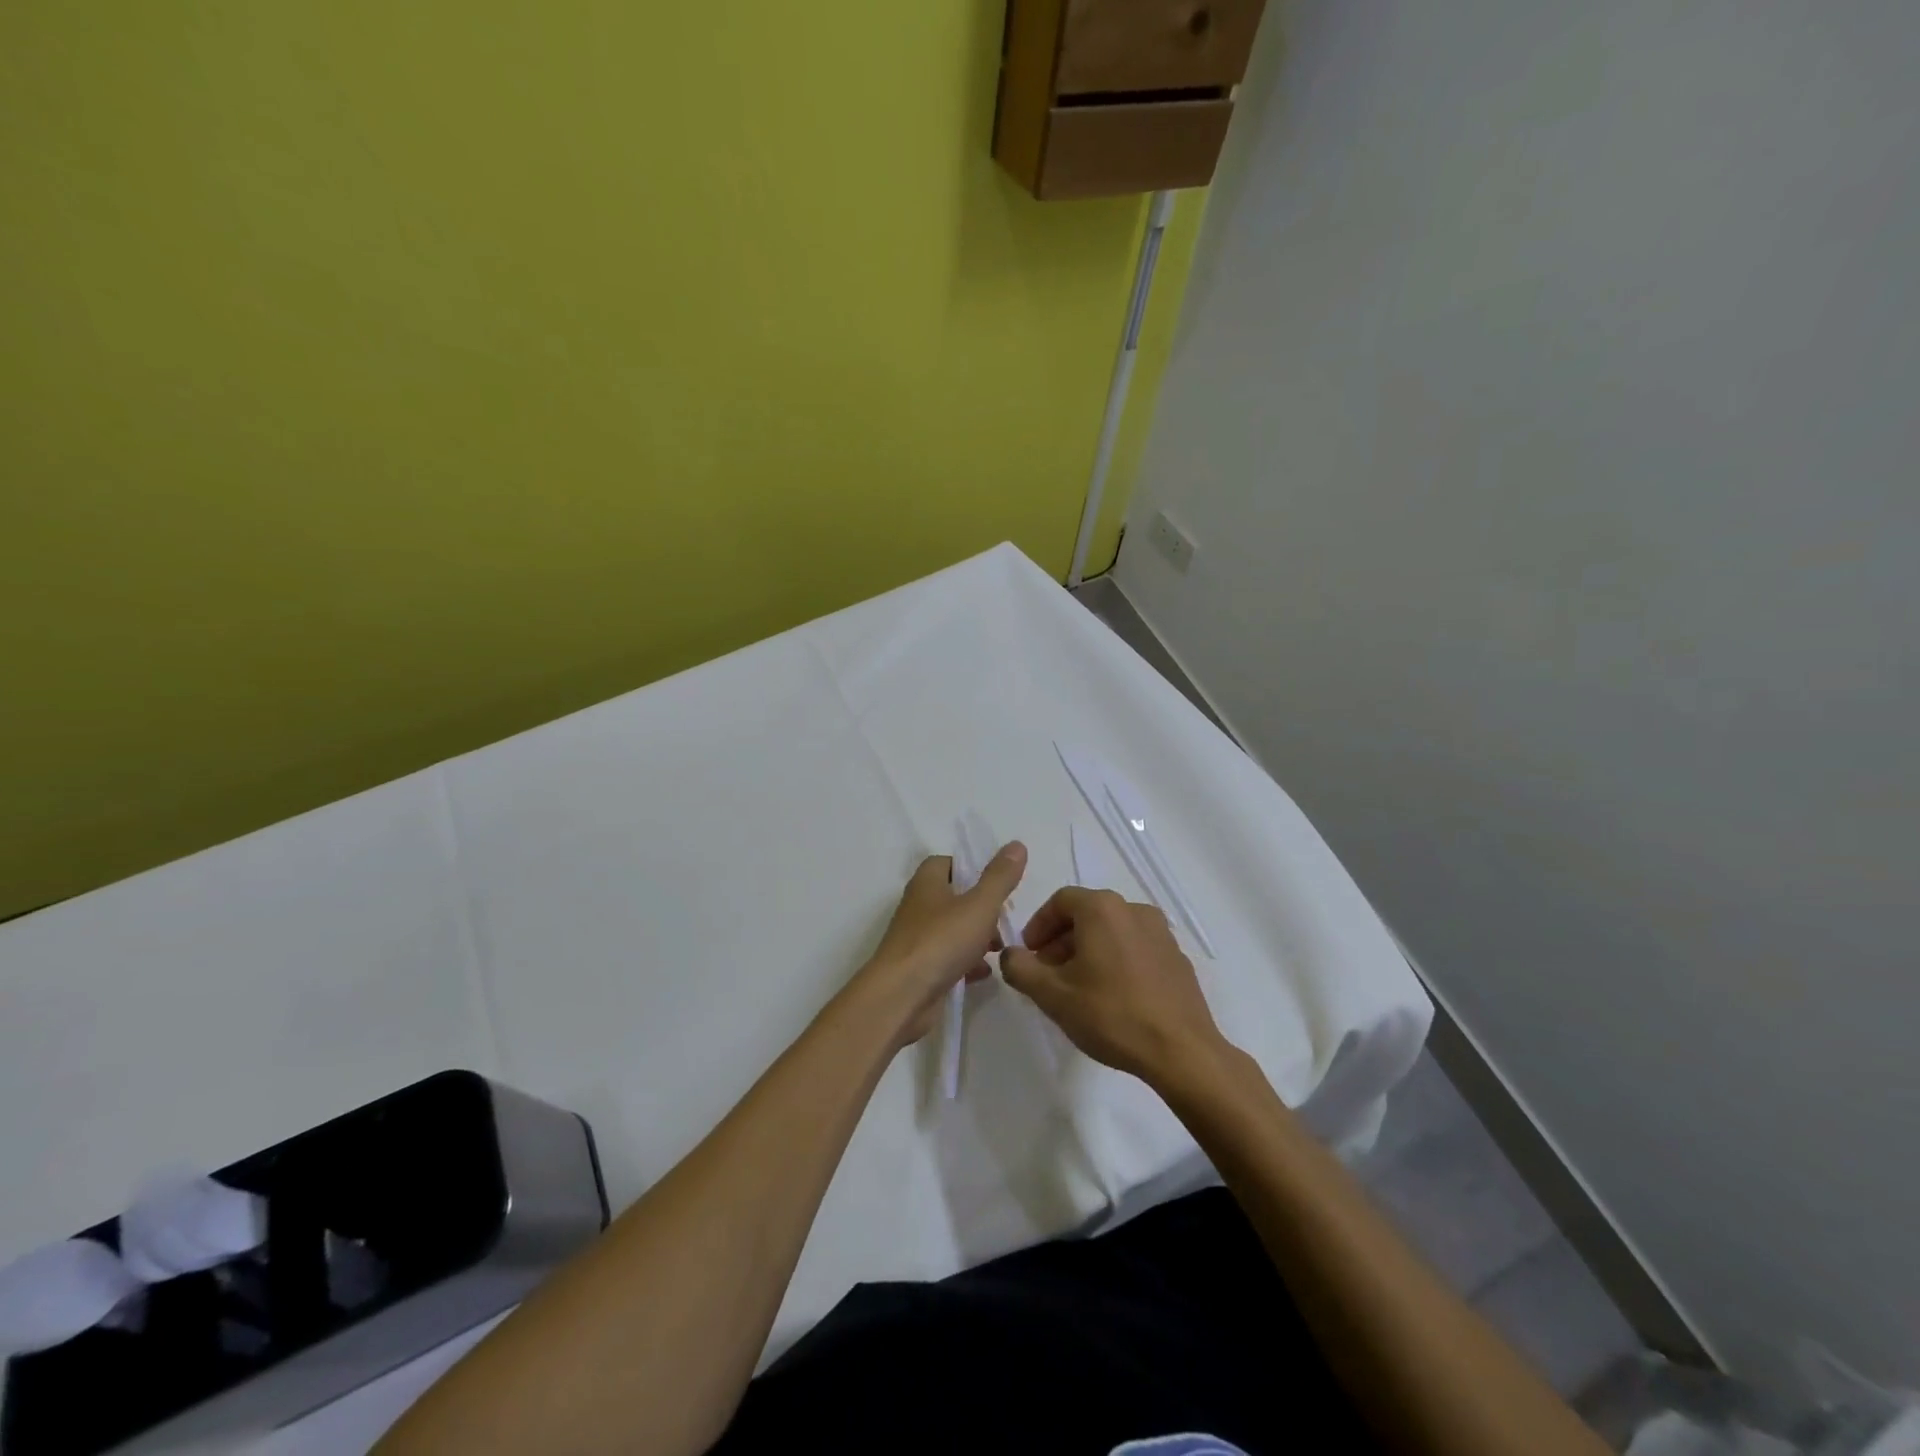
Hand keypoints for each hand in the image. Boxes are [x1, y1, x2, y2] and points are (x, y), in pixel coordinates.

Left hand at [854, 843, 1026, 1047]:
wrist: (901, 997)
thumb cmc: (940, 941)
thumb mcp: (979, 905)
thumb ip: (1000, 877)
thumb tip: (1016, 845)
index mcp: (927, 884)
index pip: (946, 863)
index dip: (971, 868)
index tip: (997, 882)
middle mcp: (918, 907)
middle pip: (953, 898)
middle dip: (981, 907)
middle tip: (1004, 919)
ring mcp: (917, 940)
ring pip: (952, 930)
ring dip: (977, 937)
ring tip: (1000, 948)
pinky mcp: (920, 970)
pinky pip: (948, 959)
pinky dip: (967, 963)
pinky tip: (985, 973)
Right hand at [1000, 887, 1229, 1085]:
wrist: (1181, 1051)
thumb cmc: (1111, 1015)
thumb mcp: (1052, 995)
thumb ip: (1020, 968)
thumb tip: (1010, 955)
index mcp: (1102, 908)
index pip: (1060, 901)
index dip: (1038, 925)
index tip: (1029, 954)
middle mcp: (1134, 910)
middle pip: (1087, 914)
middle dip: (1061, 940)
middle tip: (1048, 973)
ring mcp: (1161, 933)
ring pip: (1112, 931)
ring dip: (1089, 951)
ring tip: (1078, 987)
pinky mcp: (1177, 958)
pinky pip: (1136, 948)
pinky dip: (1116, 961)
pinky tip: (1112, 996)